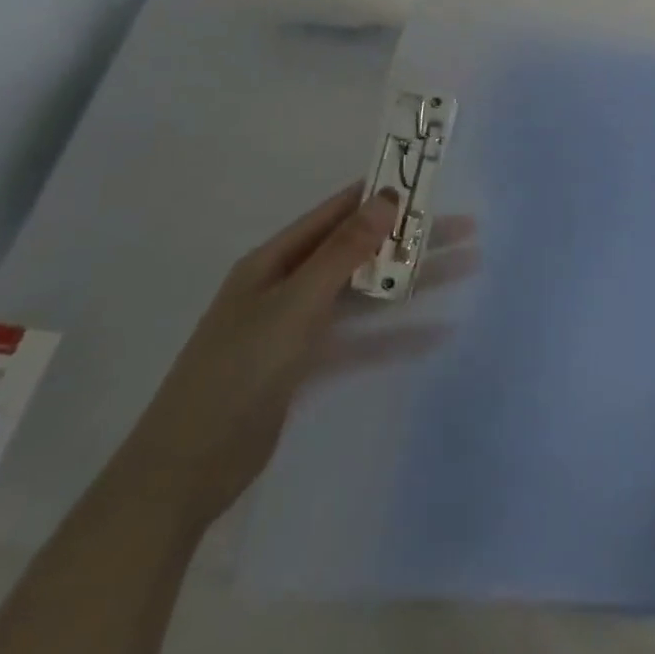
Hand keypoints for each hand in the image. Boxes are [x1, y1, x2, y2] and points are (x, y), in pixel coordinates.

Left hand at [104, 184, 451, 534]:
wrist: (188, 468)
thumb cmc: (237, 372)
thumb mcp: (293, 305)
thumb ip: (343, 253)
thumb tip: (387, 199)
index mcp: (274, 261)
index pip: (337, 213)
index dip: (381, 196)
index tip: (430, 185)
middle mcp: (288, 285)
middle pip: (360, 252)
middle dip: (411, 240)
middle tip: (466, 229)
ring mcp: (299, 326)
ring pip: (367, 293)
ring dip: (412, 282)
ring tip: (465, 268)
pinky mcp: (309, 363)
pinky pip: (362, 339)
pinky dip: (396, 334)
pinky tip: (436, 333)